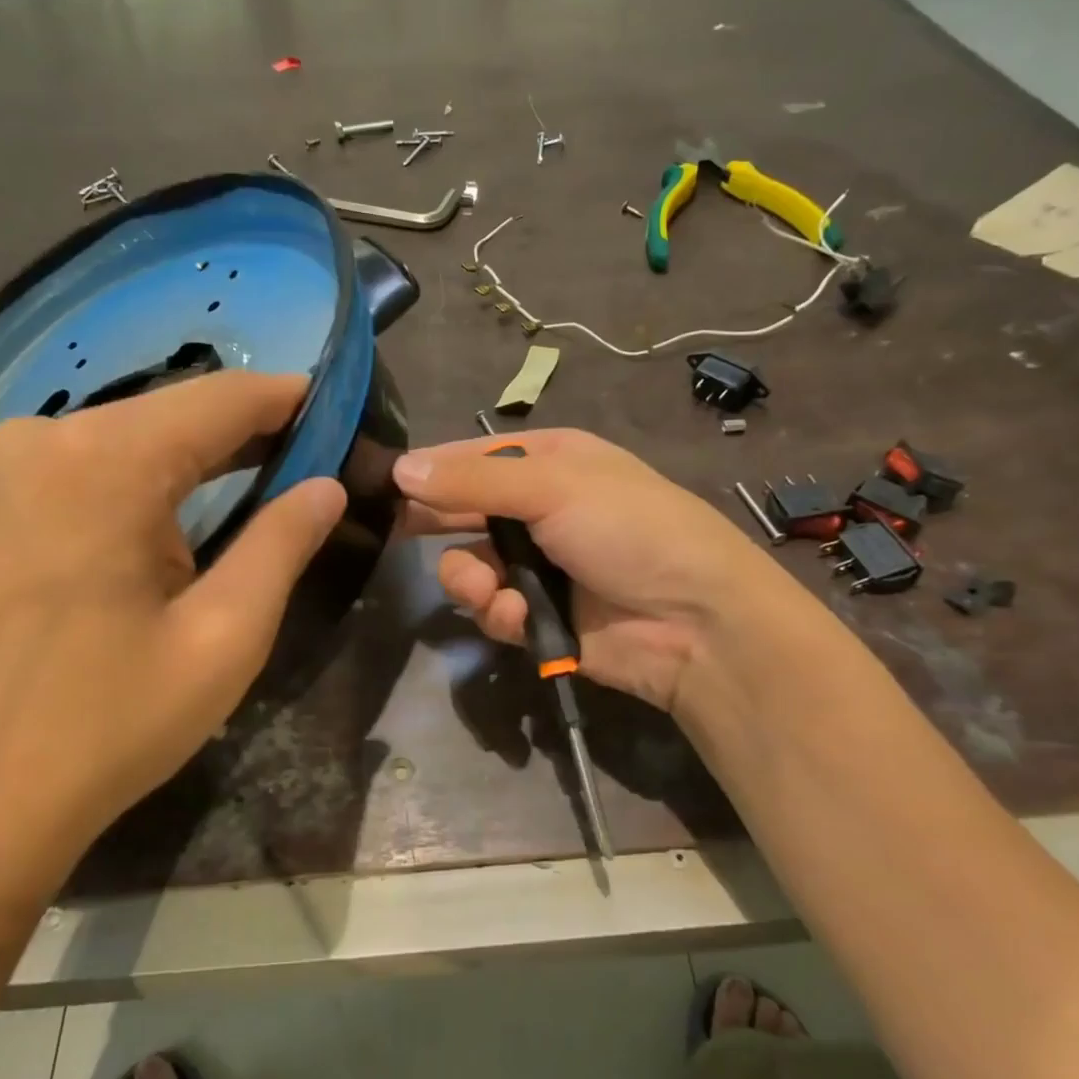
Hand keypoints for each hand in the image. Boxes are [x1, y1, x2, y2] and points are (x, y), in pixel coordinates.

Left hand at [0, 372, 345, 929]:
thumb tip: (329, 486)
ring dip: (208, 452)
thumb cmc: (104, 728)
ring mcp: (12, 467)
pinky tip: (197, 501)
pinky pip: (99, 463)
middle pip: (178, 410)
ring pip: (139, 433)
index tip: (348, 414)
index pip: (224, 399)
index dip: (293, 399)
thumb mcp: (223, 638)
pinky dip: (158, 473)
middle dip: (254, 428)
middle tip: (324, 456)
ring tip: (279, 474)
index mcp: (105, 461)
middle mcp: (48, 438)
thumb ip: (282, 545)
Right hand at [395, 429, 829, 724]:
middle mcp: (539, 509)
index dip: (430, 469)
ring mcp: (538, 565)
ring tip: (488, 590)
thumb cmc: (629, 529)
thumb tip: (399, 467)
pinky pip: (493, 609)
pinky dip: (498, 613)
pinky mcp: (538, 615)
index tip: (384, 483)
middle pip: (463, 512)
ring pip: (469, 566)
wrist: (695, 622)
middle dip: (438, 525)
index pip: (472, 457)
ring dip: (468, 580)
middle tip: (395, 534)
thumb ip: (472, 482)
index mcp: (549, 462)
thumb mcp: (553, 487)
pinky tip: (516, 616)